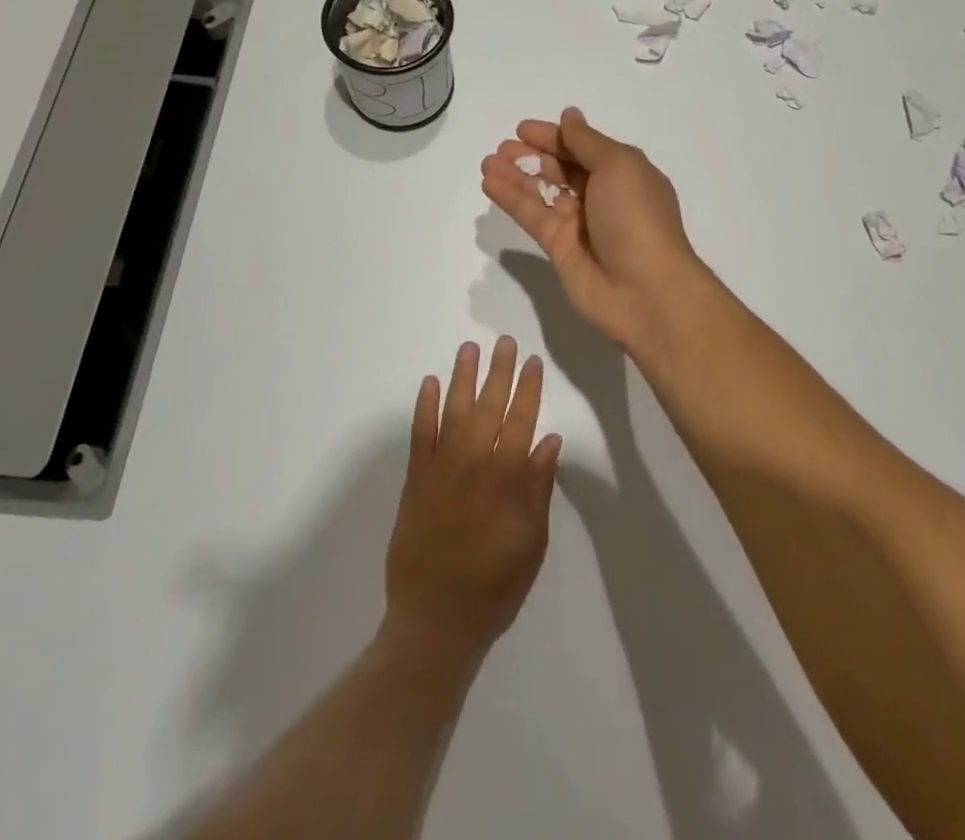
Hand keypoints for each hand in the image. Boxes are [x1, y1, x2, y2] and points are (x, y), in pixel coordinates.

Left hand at [384, 338, 561, 664]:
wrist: (436, 620)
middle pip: (489, 407)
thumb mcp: (532, 543)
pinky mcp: (415, 480)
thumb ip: (539, 488)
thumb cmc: (495, 586)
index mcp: (506, 480)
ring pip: (454, 411)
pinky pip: (420, 435)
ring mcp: (441, 469)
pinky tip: (429, 384)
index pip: (521, 421)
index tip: (533, 362)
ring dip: (462, 378)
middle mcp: (474, 464)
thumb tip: (549, 440)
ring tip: (470, 349)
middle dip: (499, 372)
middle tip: (505, 342)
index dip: (529, 390)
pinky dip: (424, 407)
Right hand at [480, 106, 707, 358]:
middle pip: (561, 168)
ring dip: (515, 175)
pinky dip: (511, 199)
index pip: (582, 147)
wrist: (645, 290)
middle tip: (501, 149)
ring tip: (487, 163)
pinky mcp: (559, 248)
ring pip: (542, 192)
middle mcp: (601, 196)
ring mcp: (580, 224)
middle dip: (532, 155)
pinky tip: (490, 184)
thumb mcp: (618, 166)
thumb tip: (570, 115)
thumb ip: (586, 141)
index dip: (554, 136)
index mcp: (623, 173)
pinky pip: (532, 216)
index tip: (522, 128)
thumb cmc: (637, 217)